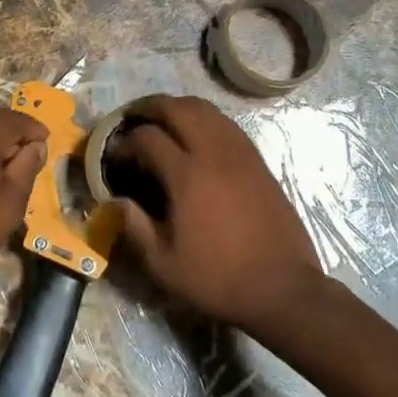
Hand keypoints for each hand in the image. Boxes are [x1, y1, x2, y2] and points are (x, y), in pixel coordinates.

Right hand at [107, 95, 325, 333]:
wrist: (283, 289)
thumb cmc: (220, 279)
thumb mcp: (165, 265)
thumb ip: (135, 228)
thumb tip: (114, 201)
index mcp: (187, 176)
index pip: (148, 138)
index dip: (125, 141)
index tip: (114, 154)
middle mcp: (213, 154)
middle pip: (177, 108)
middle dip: (149, 107)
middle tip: (132, 118)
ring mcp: (240, 153)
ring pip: (205, 109)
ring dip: (178, 107)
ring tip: (162, 120)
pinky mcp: (258, 161)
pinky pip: (226, 124)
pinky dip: (204, 119)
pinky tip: (197, 135)